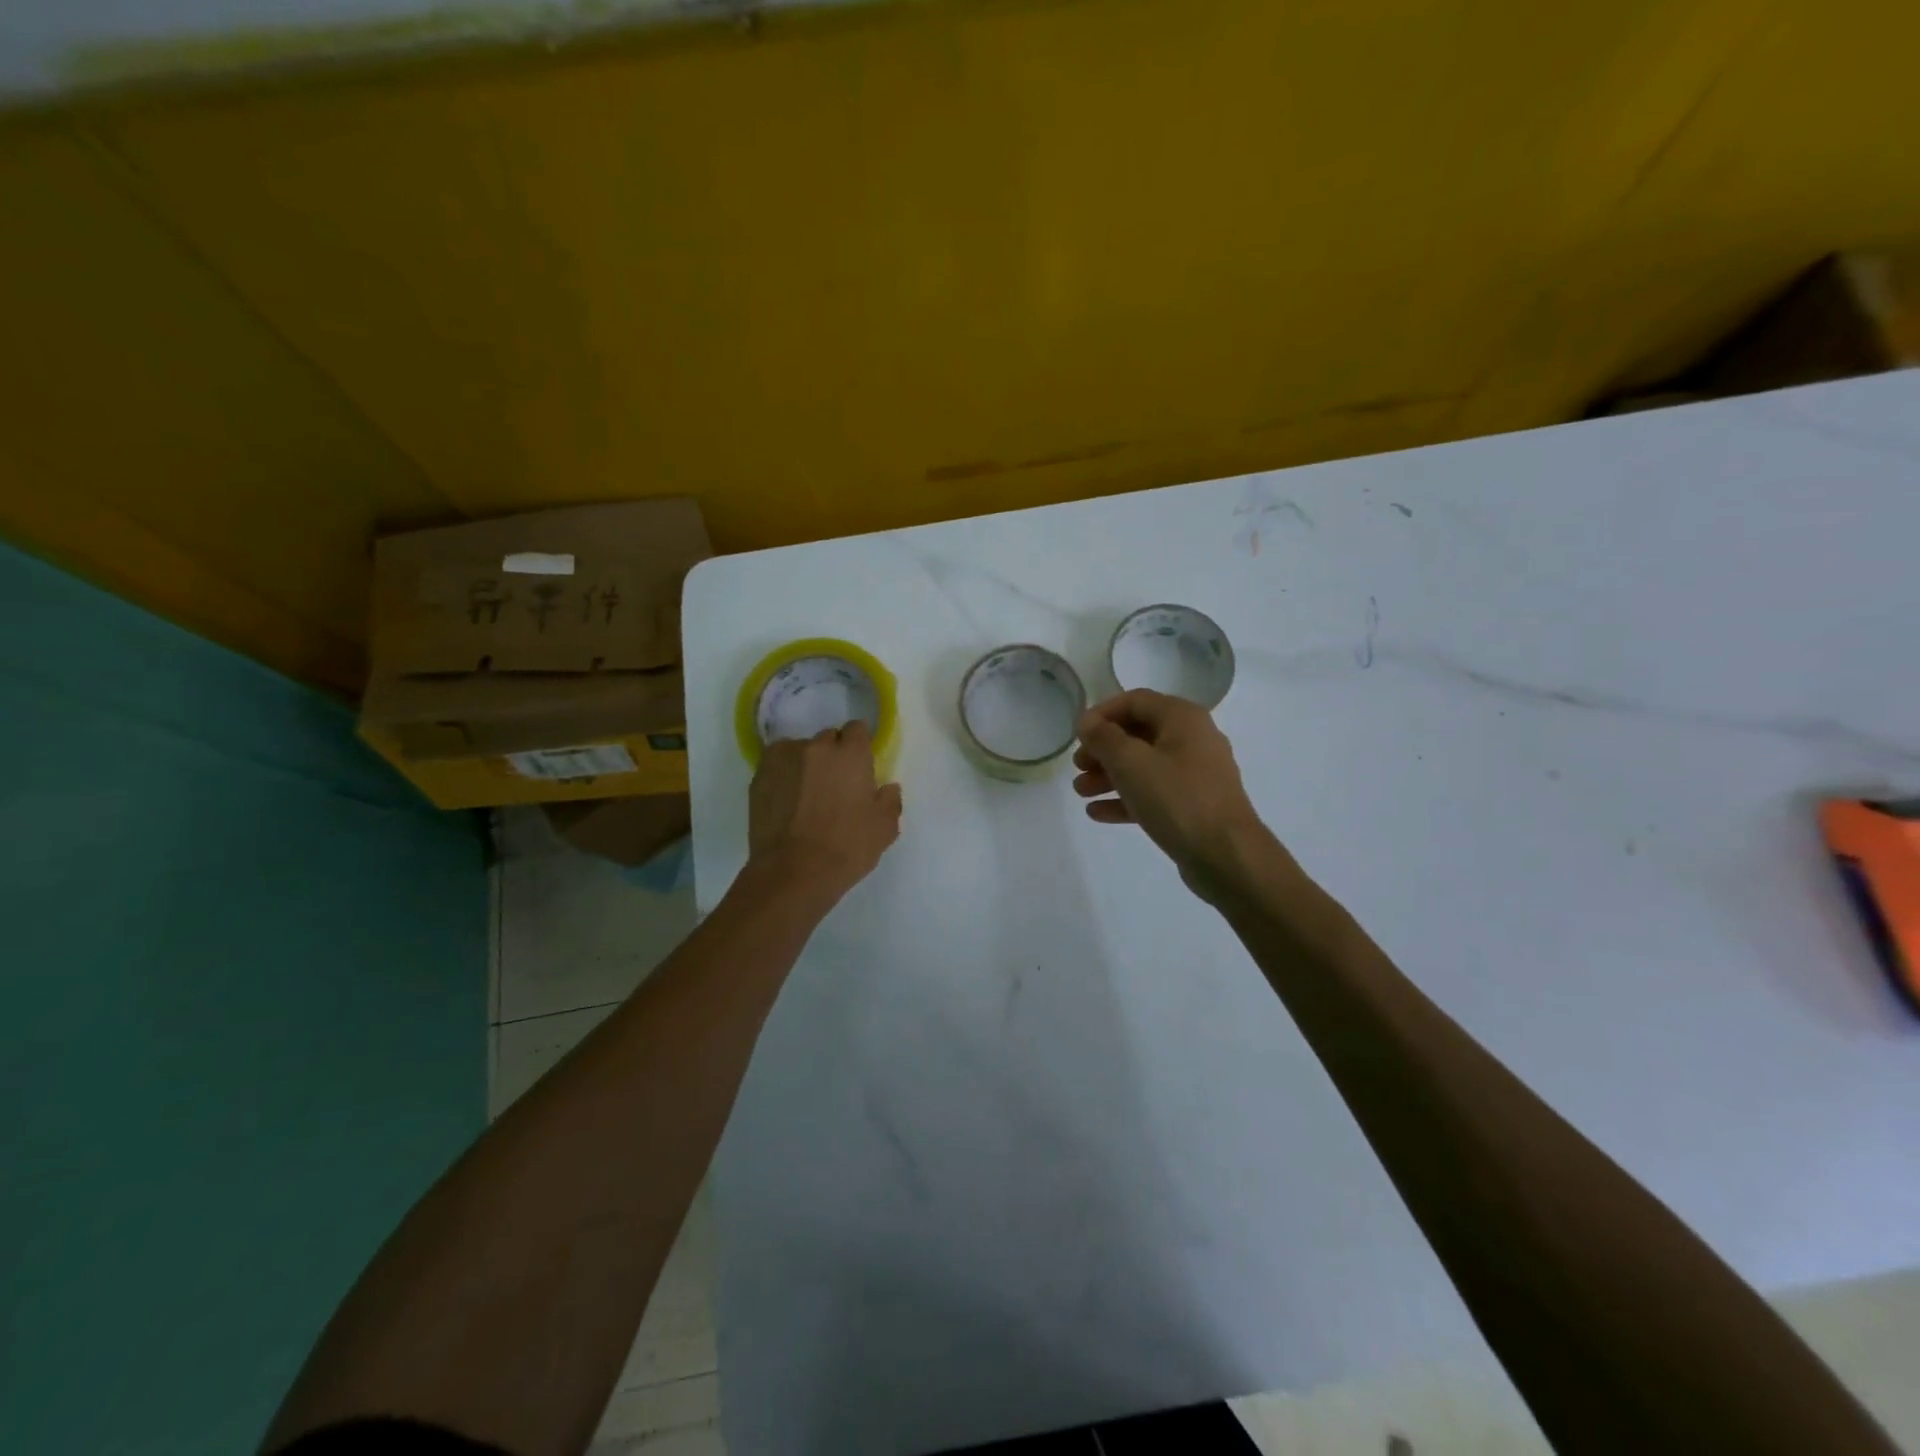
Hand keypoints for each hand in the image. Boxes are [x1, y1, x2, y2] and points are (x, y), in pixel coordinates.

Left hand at [748, 721, 902, 903]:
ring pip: (799, 750)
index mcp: (851, 754)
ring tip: (806, 794)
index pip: (857, 729)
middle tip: (835, 784)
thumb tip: (887, 788)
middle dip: (834, 755)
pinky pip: (776, 766)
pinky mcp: (759, 776)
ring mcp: (783, 759)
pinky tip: (786, 800)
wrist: (793, 872)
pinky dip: (783, 775)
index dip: (859, 745)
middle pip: (828, 739)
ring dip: (806, 764)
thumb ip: (890, 800)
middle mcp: (816, 747)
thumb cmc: (847, 848)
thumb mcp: (885, 828)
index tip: (860, 766)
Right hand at [1073, 689, 1266, 896]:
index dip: (1102, 713)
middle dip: (1103, 749)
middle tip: (1078, 766)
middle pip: (1138, 734)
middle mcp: (1193, 739)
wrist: (1227, 856)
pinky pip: (1153, 793)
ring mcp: (1195, 774)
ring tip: (1081, 792)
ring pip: (1144, 766)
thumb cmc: (1177, 799)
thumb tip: (1088, 723)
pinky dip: (1126, 798)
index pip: (1135, 701)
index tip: (1077, 734)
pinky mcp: (1193, 805)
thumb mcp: (1131, 763)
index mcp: (1183, 719)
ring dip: (1109, 775)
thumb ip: (1104, 738)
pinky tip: (1097, 813)